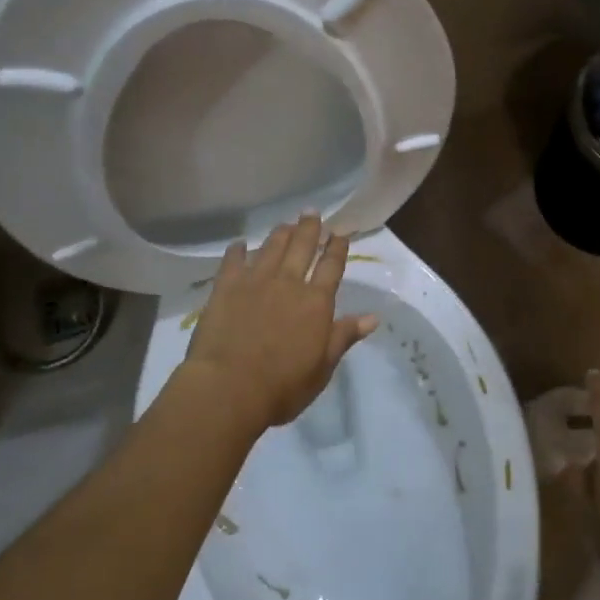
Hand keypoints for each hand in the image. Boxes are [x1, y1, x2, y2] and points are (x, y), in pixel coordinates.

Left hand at [182, 214, 377, 431]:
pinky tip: (240, 244)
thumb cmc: (282, 386)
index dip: (337, 248)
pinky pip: (233, 260)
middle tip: (312, 212)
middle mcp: (288, 283)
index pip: (331, 266)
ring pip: (271, 247)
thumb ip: (343, 336)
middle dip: (310, 228)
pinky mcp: (226, 287)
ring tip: (286, 224)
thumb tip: (373, 317)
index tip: (340, 233)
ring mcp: (255, 281)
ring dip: (281, 233)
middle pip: (302, 247)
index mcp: (316, 302)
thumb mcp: (322, 367)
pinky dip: (238, 250)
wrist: (228, 387)